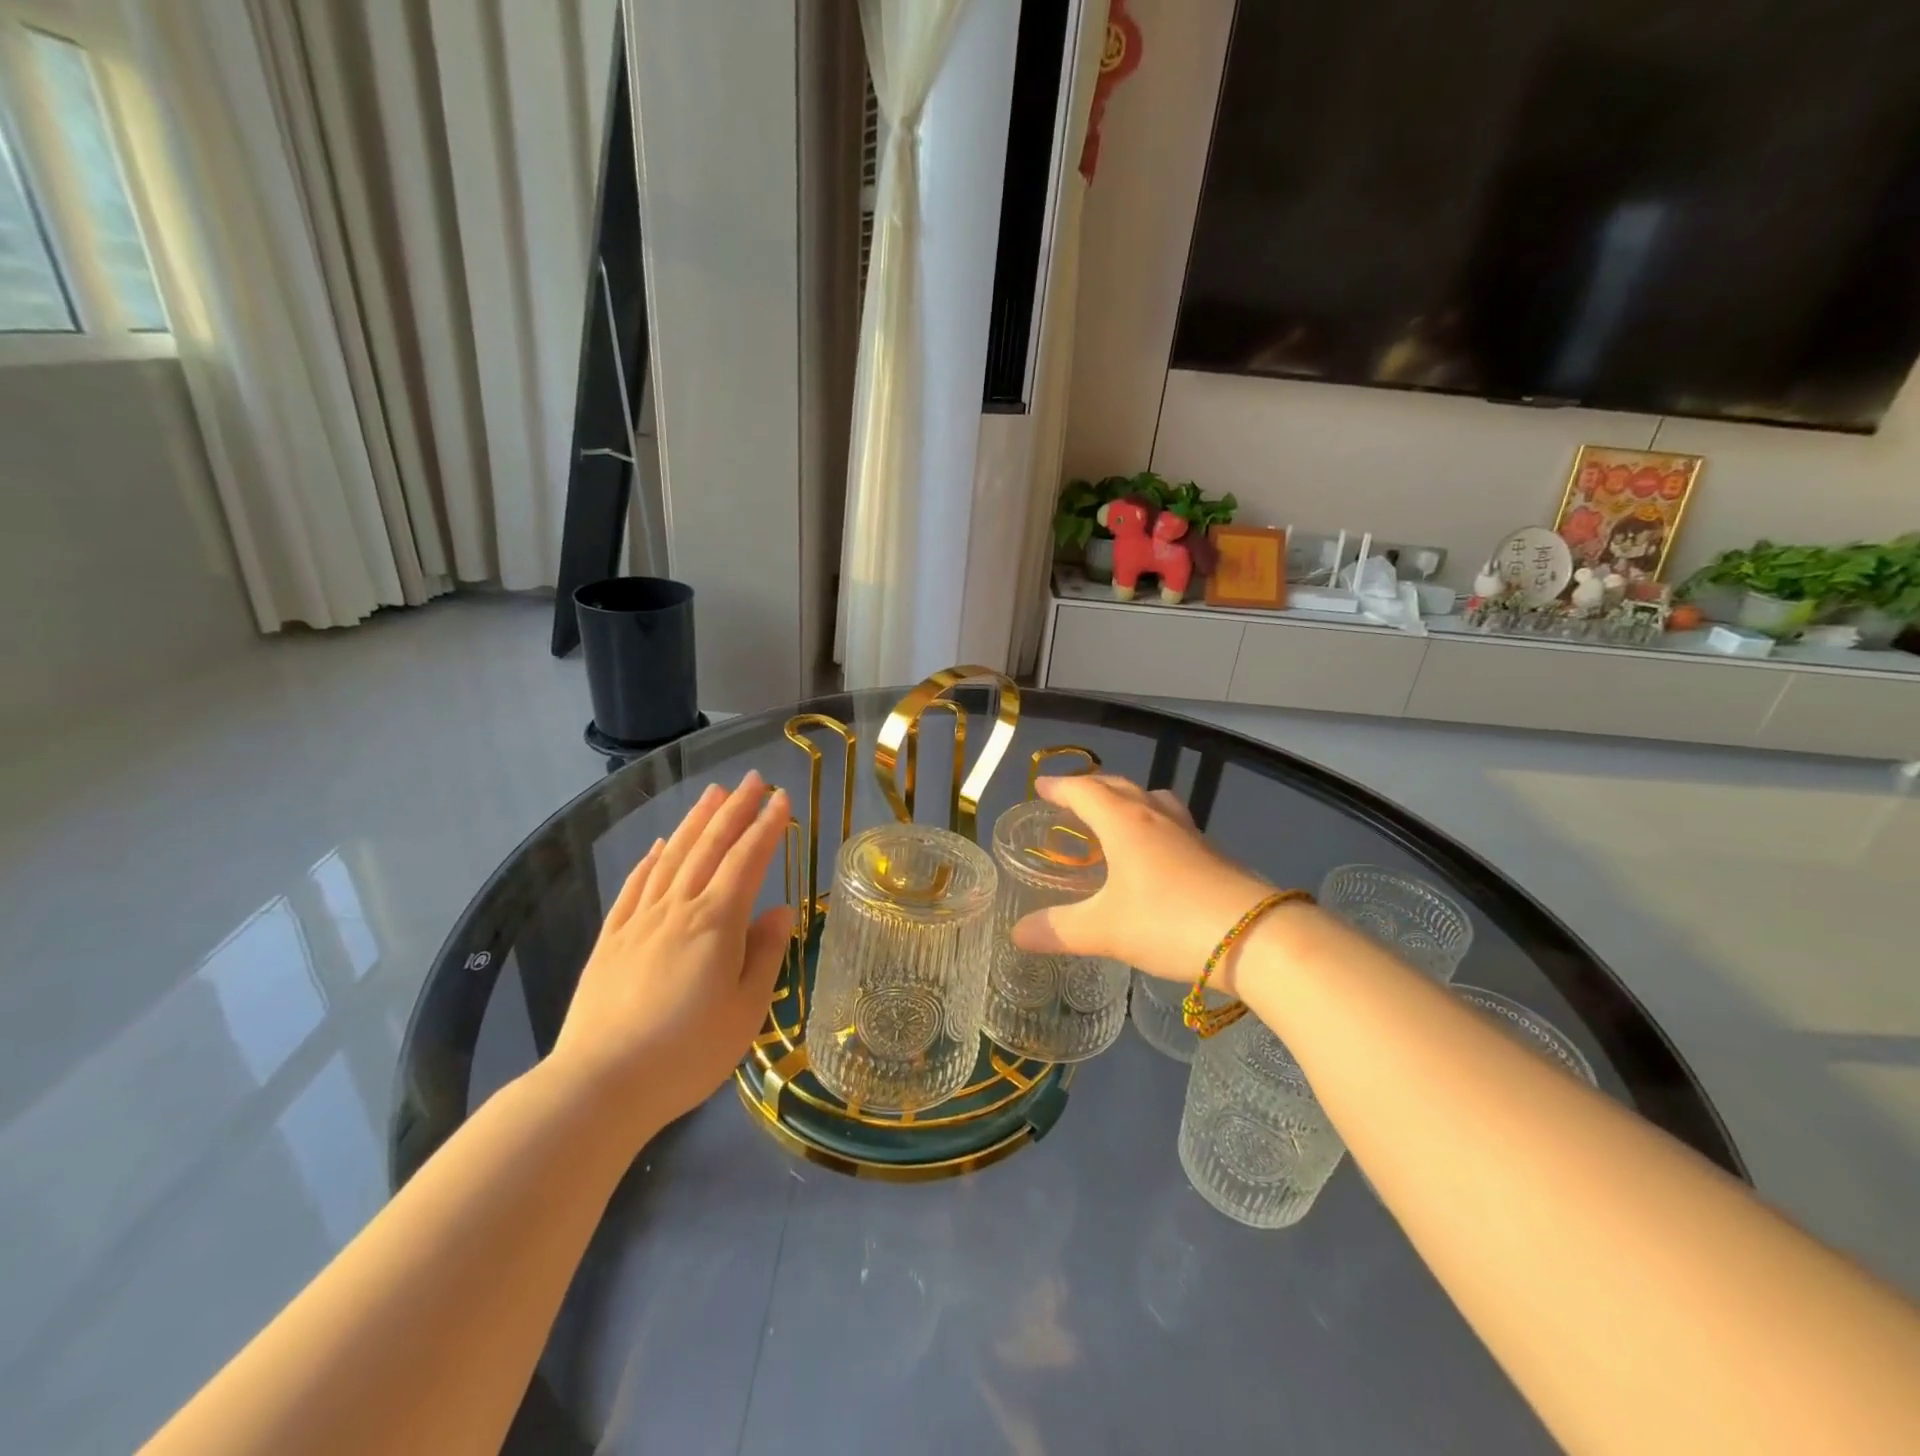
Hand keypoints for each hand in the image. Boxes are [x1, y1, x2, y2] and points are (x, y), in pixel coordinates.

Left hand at [550, 772, 793, 1130]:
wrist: (601, 1085)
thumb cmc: (687, 1052)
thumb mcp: (746, 1010)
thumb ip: (765, 954)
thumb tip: (782, 911)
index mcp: (716, 923)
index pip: (747, 861)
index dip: (767, 827)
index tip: (782, 799)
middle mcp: (678, 909)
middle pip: (709, 846)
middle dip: (734, 809)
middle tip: (753, 779)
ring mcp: (639, 921)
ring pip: (671, 857)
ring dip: (694, 821)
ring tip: (713, 793)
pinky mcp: (611, 939)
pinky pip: (634, 886)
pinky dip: (649, 860)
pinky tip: (657, 845)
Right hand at [1010, 775, 1282, 995]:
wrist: (1256, 936)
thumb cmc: (1169, 921)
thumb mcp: (1105, 930)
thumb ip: (1059, 930)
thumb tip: (1017, 934)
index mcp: (1125, 822)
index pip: (1085, 791)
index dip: (1060, 787)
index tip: (1041, 788)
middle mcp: (1157, 817)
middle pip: (1120, 787)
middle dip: (1092, 788)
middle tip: (1072, 799)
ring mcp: (1191, 834)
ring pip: (1154, 801)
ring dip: (1129, 801)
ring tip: (1116, 819)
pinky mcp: (1214, 855)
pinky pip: (1174, 825)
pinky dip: (1154, 826)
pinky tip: (1155, 857)